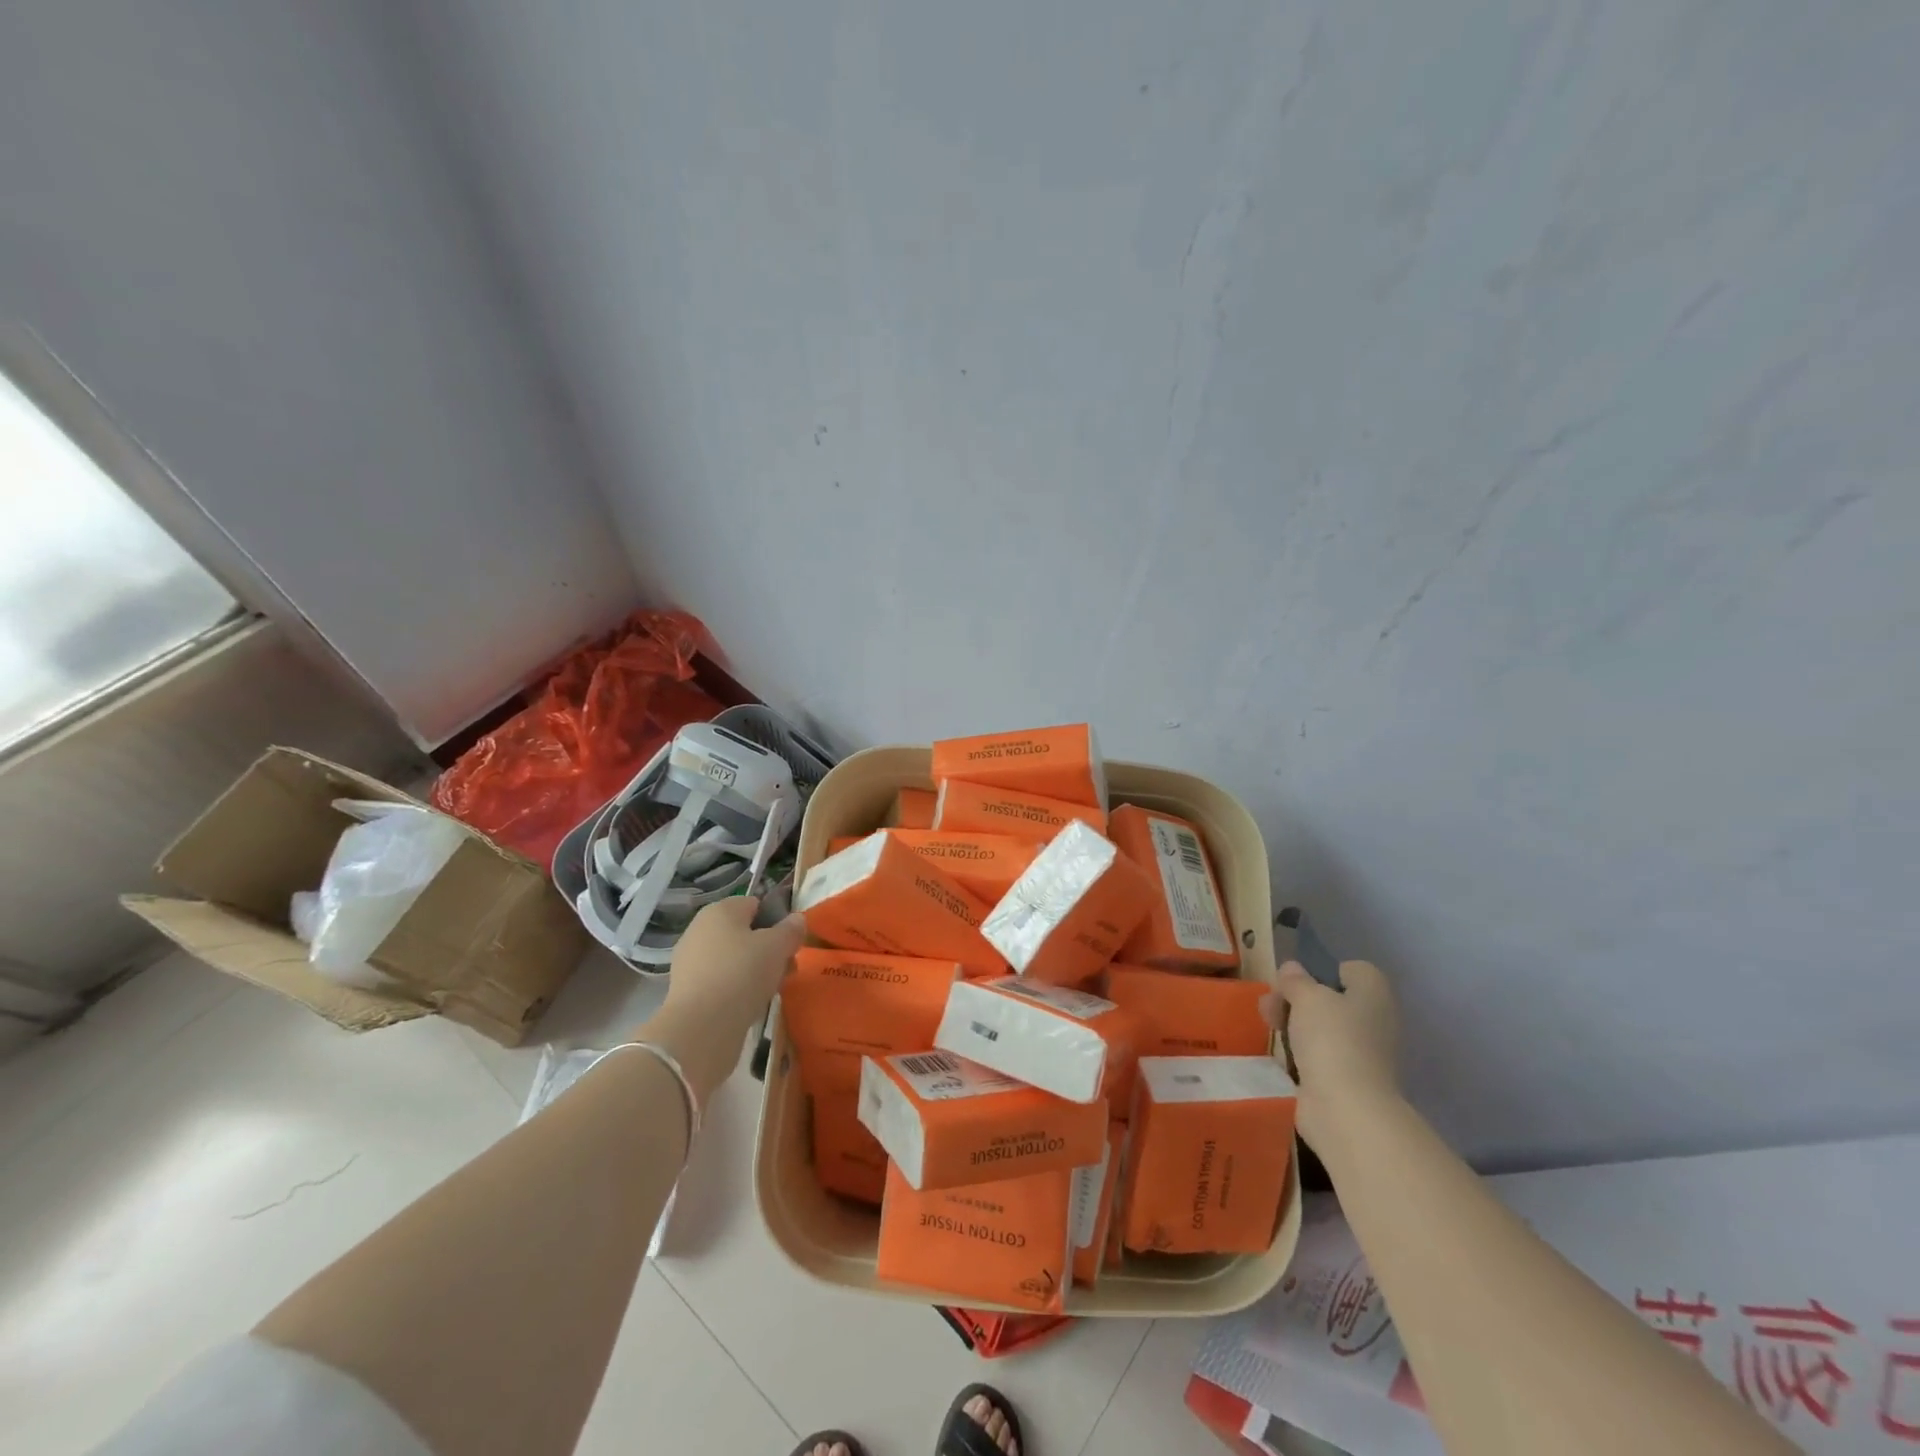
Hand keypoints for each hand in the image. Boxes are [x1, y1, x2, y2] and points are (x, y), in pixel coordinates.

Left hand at [638, 898, 806, 1099]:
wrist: (702, 1027)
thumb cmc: (743, 973)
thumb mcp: (778, 946)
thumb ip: (791, 929)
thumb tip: (797, 919)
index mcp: (720, 910)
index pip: (755, 904)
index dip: (777, 921)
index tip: (791, 943)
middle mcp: (700, 929)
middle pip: (744, 933)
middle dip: (767, 949)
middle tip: (786, 969)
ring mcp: (690, 961)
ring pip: (733, 959)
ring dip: (754, 971)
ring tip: (771, 990)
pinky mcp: (686, 990)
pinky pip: (720, 981)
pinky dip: (736, 989)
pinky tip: (749, 1005)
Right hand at [1261, 959, 1400, 1153]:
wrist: (1346, 1109)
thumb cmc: (1332, 1040)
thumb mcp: (1307, 997)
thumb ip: (1296, 980)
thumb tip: (1292, 969)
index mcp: (1373, 994)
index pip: (1353, 970)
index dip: (1323, 970)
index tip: (1297, 981)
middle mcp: (1374, 1021)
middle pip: (1332, 999)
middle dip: (1297, 998)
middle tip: (1271, 1004)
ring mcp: (1361, 1053)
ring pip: (1323, 1027)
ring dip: (1294, 1024)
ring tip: (1267, 1026)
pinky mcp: (1345, 1079)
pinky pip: (1319, 1055)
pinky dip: (1300, 1053)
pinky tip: (1279, 1053)